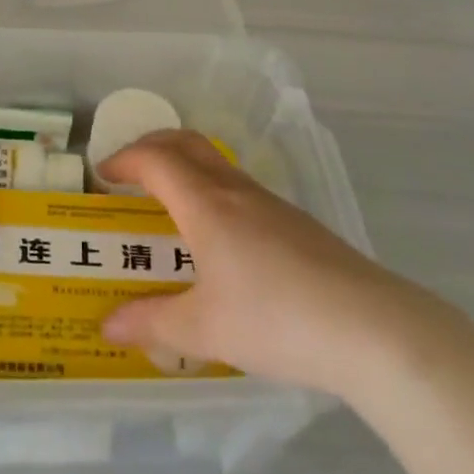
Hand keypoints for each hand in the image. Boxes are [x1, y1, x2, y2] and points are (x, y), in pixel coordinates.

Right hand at [100, 129, 420, 397]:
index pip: (156, 160)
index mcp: (206, 205)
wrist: (371, 328)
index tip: (102, 174)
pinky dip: (212, 190)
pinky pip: (240, 188)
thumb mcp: (204, 330)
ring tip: (169, 204)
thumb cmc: (276, 320)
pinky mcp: (297, 223)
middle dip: (153, 145)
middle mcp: (236, 192)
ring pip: (217, 164)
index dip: (124, 159)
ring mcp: (271, 204)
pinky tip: (219, 237)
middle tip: (129, 170)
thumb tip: (107, 327)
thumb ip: (152, 324)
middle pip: (188, 143)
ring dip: (185, 167)